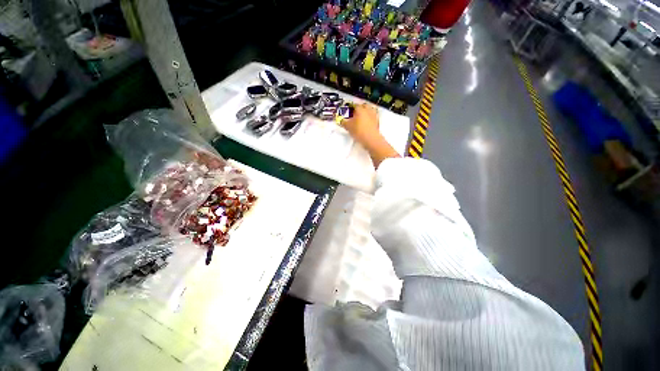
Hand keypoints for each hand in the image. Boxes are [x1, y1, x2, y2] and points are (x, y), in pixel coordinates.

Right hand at [342, 103, 399, 166]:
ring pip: (369, 110)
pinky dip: (369, 118)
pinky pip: (372, 117)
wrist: (371, 139)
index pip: (354, 105)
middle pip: (363, 106)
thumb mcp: (348, 127)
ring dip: (365, 113)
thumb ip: (343, 122)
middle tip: (354, 114)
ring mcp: (374, 115)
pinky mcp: (377, 122)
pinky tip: (365, 123)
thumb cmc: (358, 131)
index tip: (348, 111)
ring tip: (360, 119)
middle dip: (359, 109)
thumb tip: (340, 120)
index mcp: (360, 109)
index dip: (350, 107)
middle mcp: (368, 110)